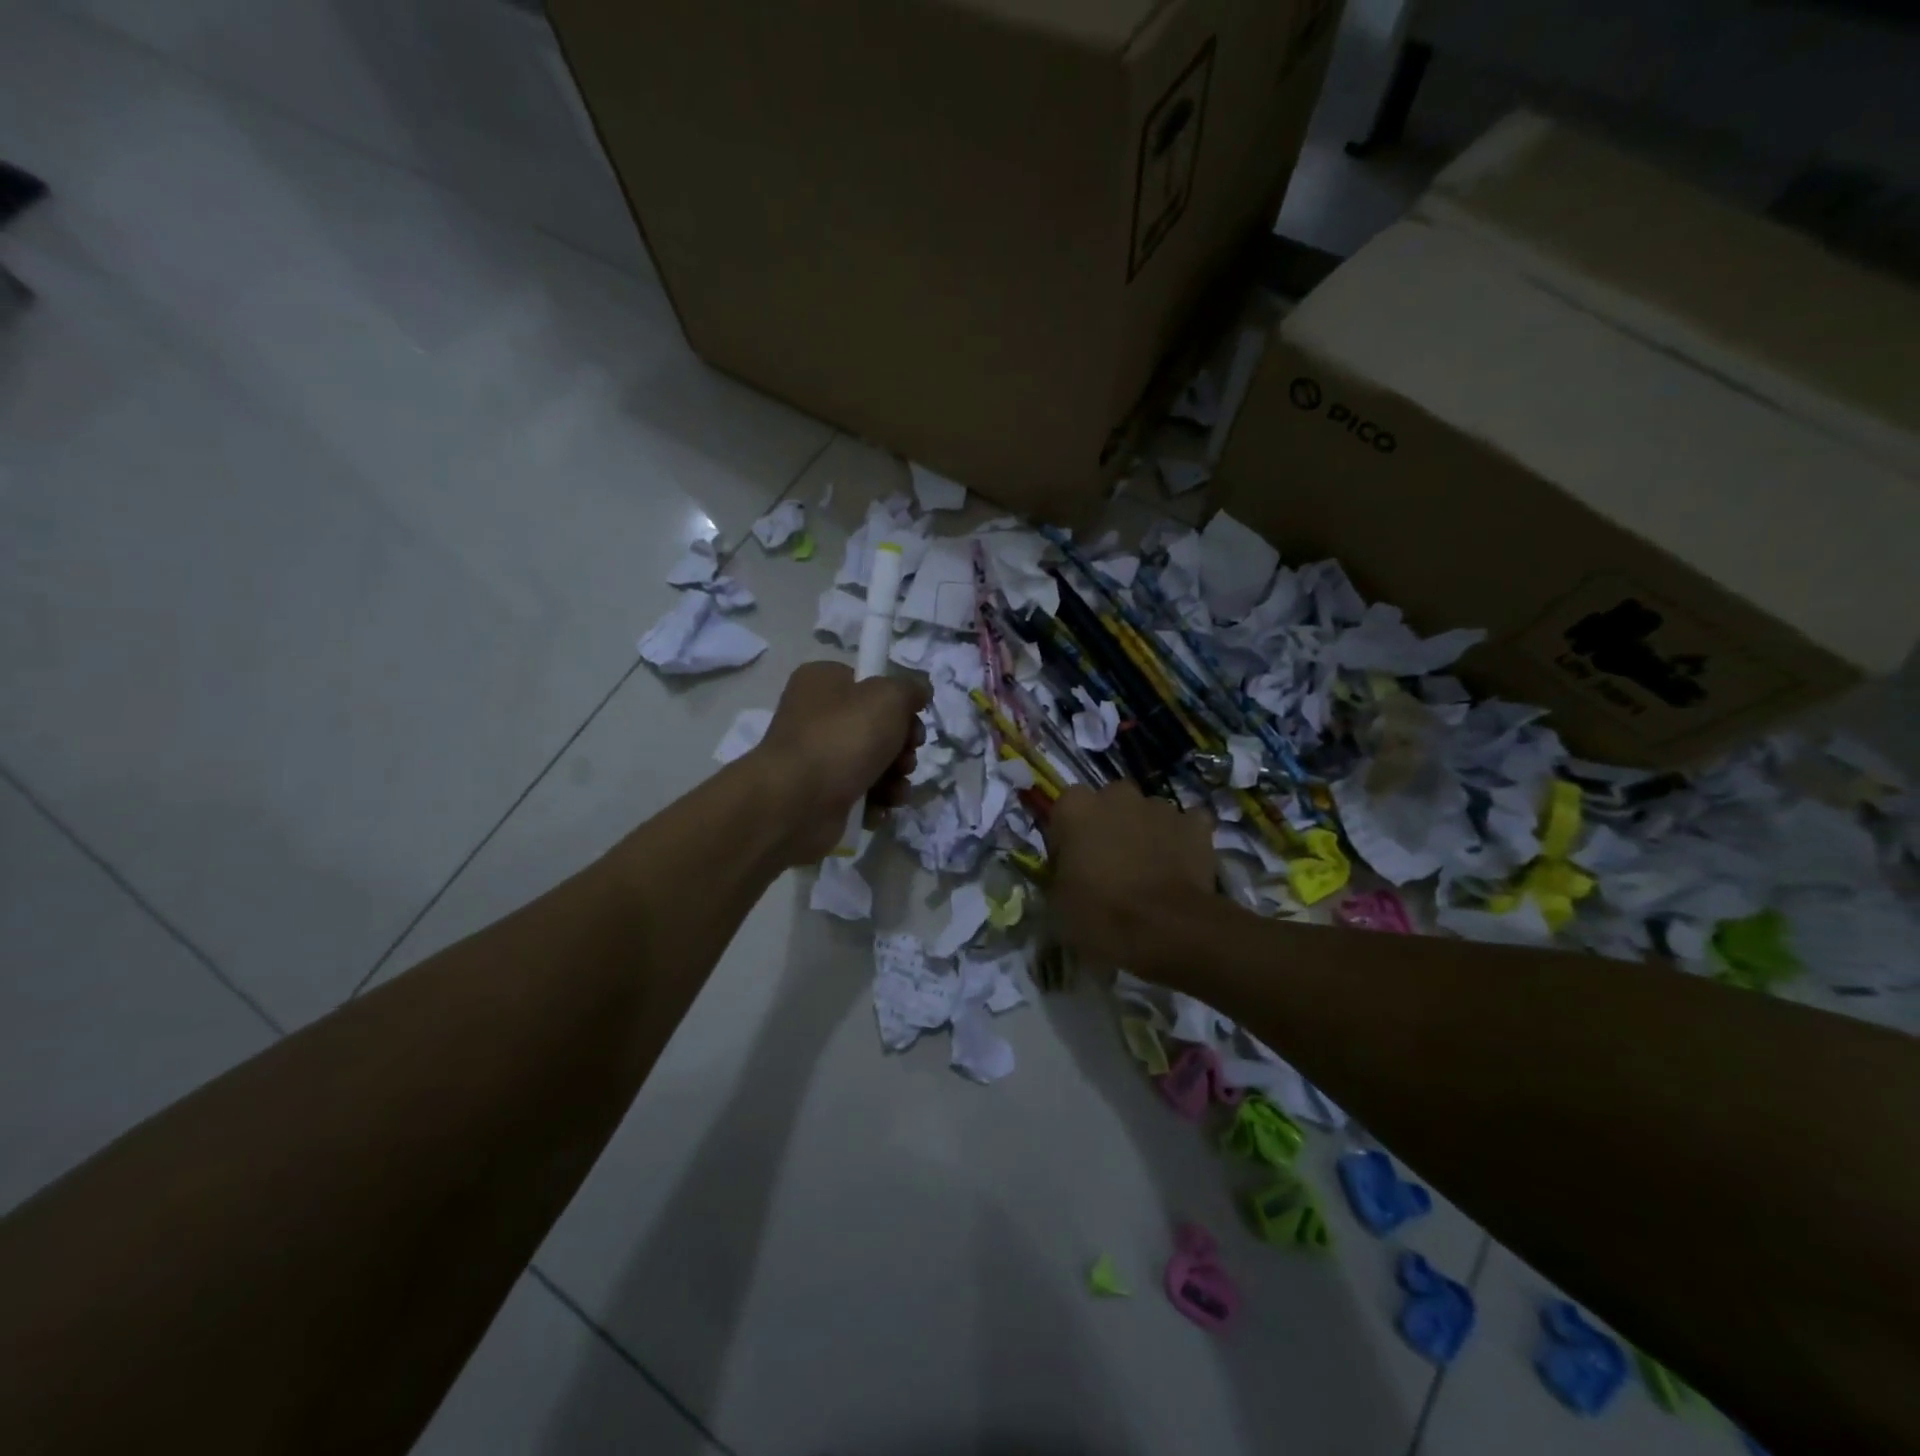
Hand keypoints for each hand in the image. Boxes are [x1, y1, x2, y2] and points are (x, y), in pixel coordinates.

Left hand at [750, 661, 927, 864]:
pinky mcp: (822, 795)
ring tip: (895, 790)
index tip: (914, 719)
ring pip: (875, 764)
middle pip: (878, 727)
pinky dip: (876, 802)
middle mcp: (817, 717)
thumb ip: (911, 688)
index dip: (899, 703)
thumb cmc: (843, 738)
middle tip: (905, 759)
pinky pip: (862, 794)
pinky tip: (879, 809)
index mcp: (823, 682)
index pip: (871, 684)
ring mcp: (819, 758)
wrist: (797, 802)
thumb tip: (919, 691)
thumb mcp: (888, 697)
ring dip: (895, 778)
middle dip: (903, 747)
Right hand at [1045, 783, 1214, 977]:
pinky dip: (1182, 840)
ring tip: (1148, 872)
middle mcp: (1117, 796)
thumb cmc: (1100, 915)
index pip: (1064, 811)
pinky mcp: (1196, 824)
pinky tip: (1180, 866)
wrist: (1167, 930)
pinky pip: (1185, 825)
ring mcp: (1160, 807)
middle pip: (1108, 804)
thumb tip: (1069, 876)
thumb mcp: (1057, 904)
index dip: (1067, 839)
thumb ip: (1059, 876)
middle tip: (1110, 866)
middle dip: (1108, 826)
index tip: (1071, 868)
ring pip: (1147, 813)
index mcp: (1076, 808)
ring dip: (1144, 833)